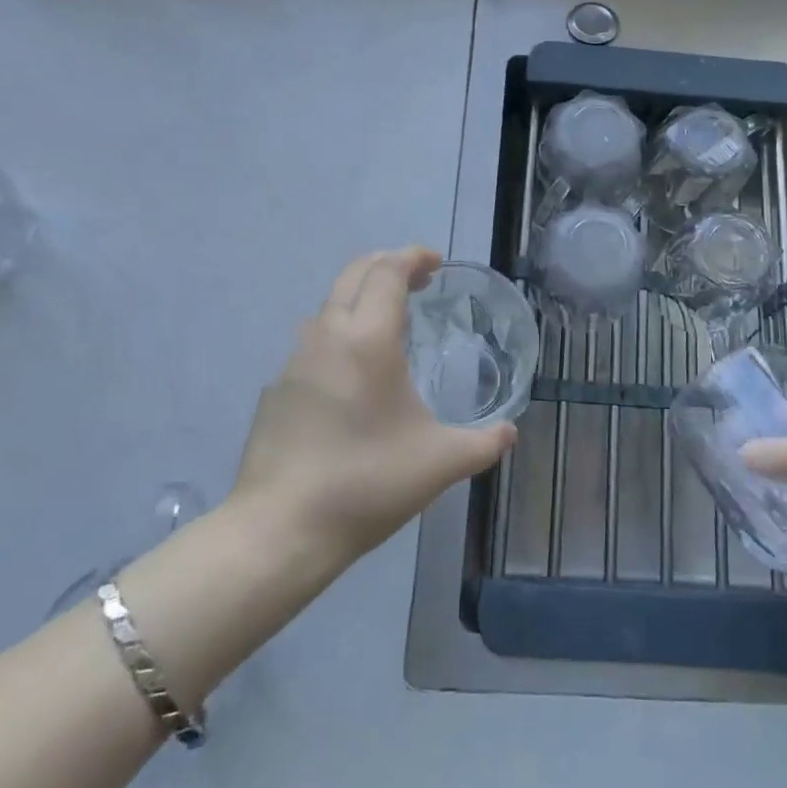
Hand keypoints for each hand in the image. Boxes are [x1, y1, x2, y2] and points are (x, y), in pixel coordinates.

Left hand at [228, 248, 516, 568]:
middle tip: (418, 279)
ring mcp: (294, 362)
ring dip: (360, 298)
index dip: (412, 257)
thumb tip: (510, 433)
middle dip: (387, 265)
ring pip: (328, 306)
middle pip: (354, 274)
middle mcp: (327, 337)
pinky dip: (339, 335)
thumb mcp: (440, 464)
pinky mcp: (276, 390)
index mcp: (368, 340)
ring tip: (388, 322)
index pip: (387, 271)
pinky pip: (312, 343)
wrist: (280, 530)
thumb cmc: (367, 483)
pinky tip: (353, 375)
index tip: (435, 263)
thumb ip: (483, 444)